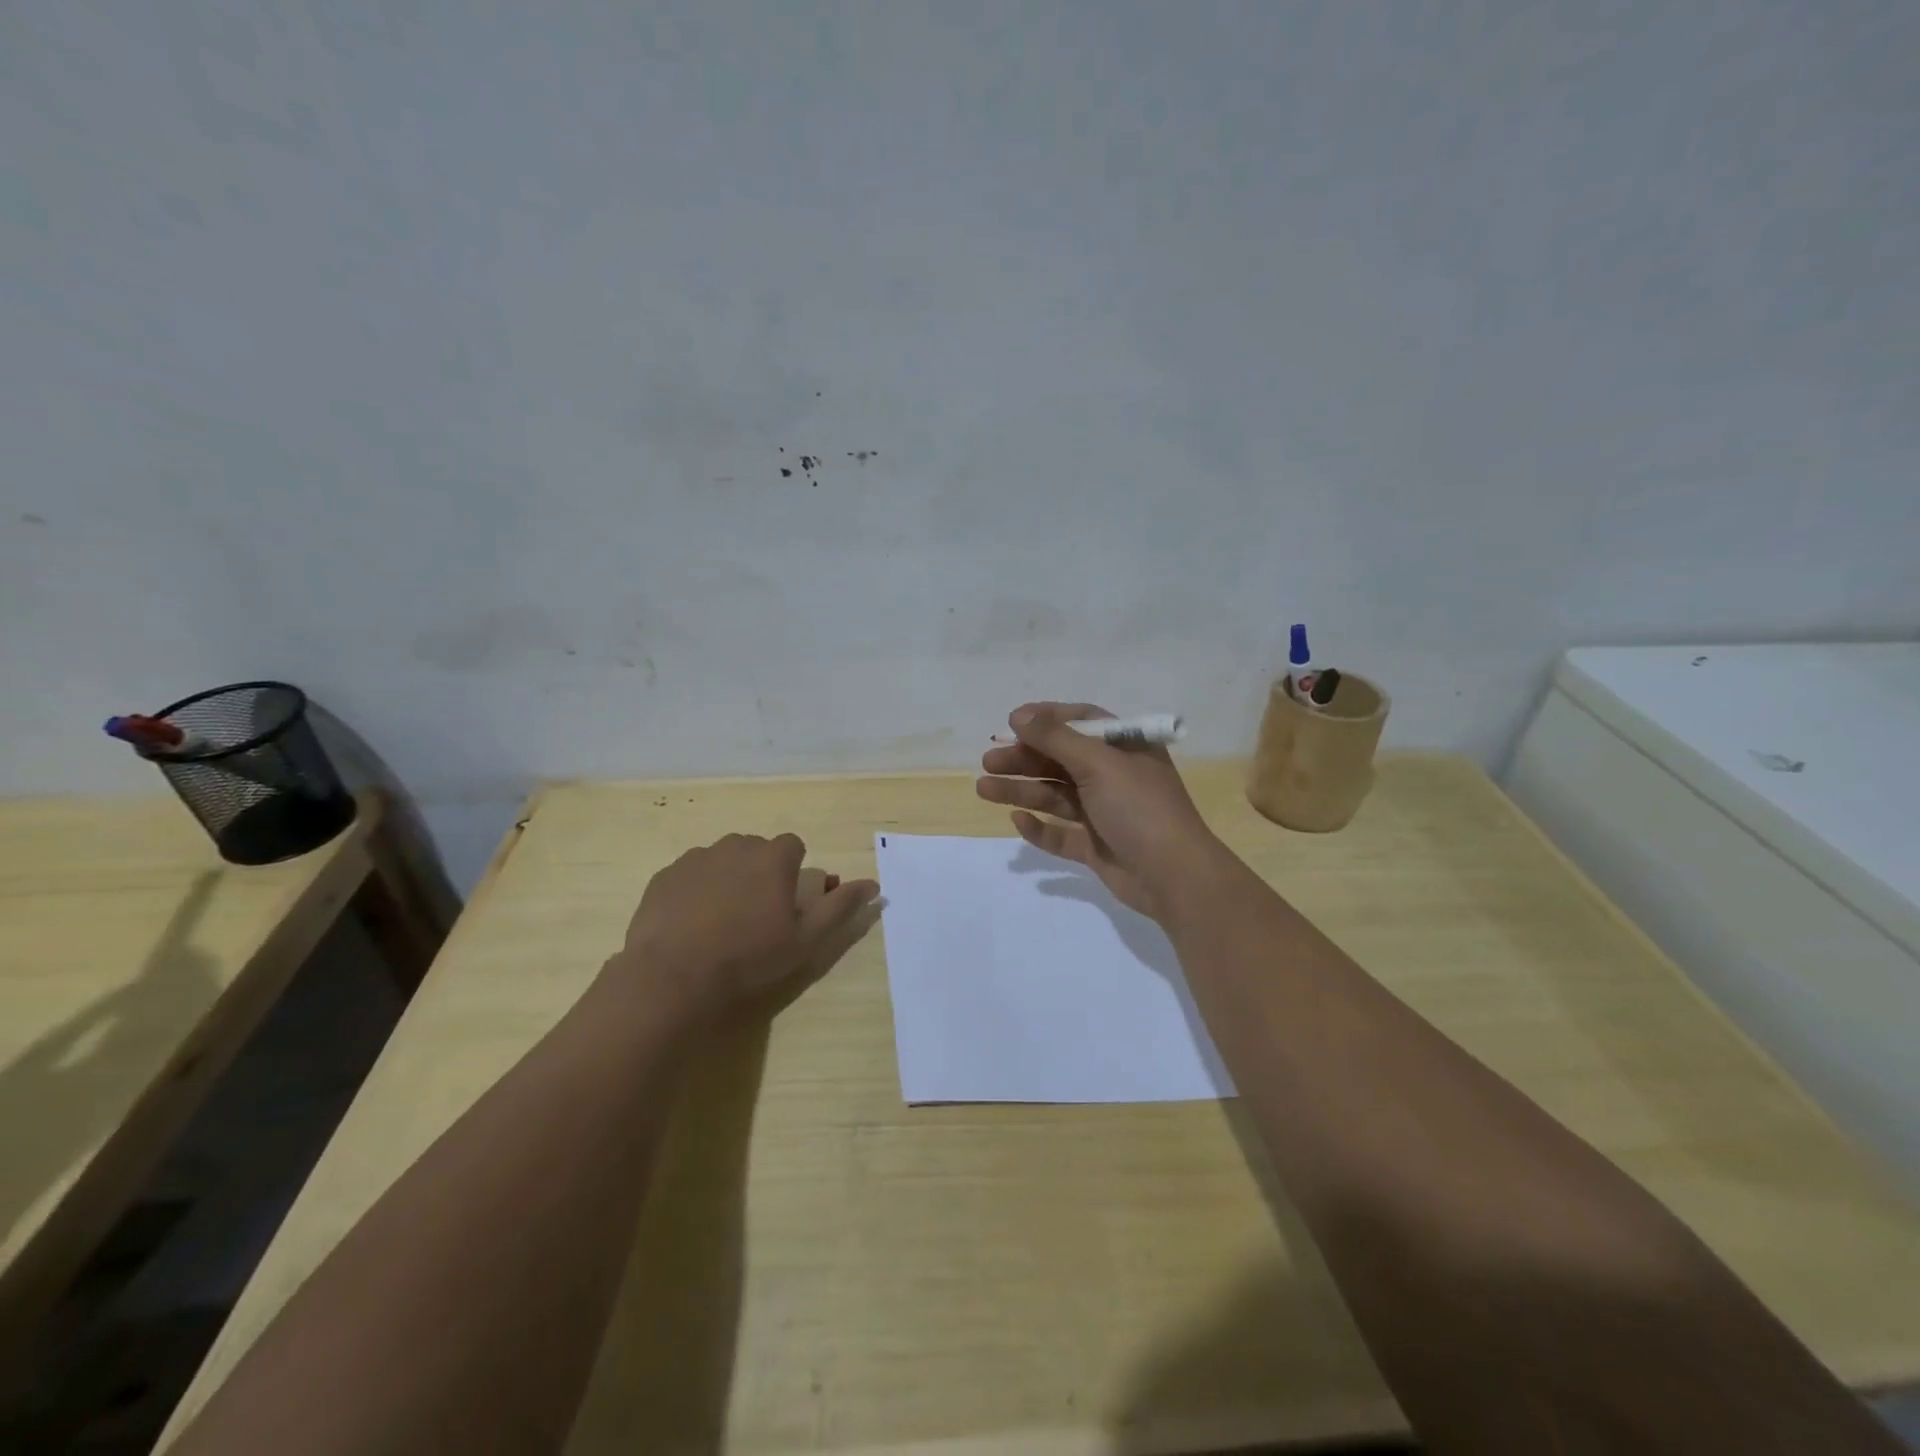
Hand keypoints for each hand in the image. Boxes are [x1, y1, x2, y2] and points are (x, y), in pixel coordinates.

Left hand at [611, 833, 878, 1023]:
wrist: (673, 976)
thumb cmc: (749, 957)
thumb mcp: (806, 939)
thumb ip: (840, 906)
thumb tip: (874, 884)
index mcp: (773, 857)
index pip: (793, 846)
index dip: (793, 871)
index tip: (786, 903)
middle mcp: (735, 846)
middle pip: (756, 850)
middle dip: (760, 872)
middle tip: (756, 914)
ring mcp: (696, 858)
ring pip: (722, 860)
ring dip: (728, 878)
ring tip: (721, 920)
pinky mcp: (665, 876)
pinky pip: (689, 875)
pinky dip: (695, 890)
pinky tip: (691, 924)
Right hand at [975, 702, 1228, 919]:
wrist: (1173, 876)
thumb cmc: (1139, 807)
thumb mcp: (1098, 763)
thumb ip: (1056, 738)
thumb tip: (1019, 715)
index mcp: (1124, 748)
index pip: (1081, 722)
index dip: (1046, 720)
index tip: (1011, 722)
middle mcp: (1114, 776)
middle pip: (1061, 760)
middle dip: (1024, 759)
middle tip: (989, 761)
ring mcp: (1104, 813)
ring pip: (1055, 796)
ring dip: (1021, 790)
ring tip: (984, 789)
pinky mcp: (1096, 846)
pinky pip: (1061, 834)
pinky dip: (1040, 828)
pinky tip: (1018, 821)